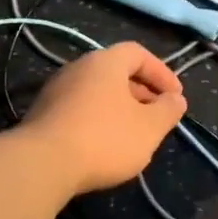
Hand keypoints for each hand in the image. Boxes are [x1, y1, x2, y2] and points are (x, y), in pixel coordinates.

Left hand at [20, 41, 187, 196]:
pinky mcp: (42, 115)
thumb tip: (176, 100)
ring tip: (134, 133)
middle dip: (141, 92)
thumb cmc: (104, 139)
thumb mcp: (149, 127)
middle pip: (115, 72)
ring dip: (119, 108)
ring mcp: (56, 91)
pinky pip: (79, 109)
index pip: (138, 53)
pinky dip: (98, 120)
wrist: (42, 164)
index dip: (161, 72)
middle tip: (157, 116)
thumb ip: (167, 111)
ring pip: (97, 92)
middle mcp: (78, 68)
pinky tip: (104, 146)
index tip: (175, 97)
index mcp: (105, 62)